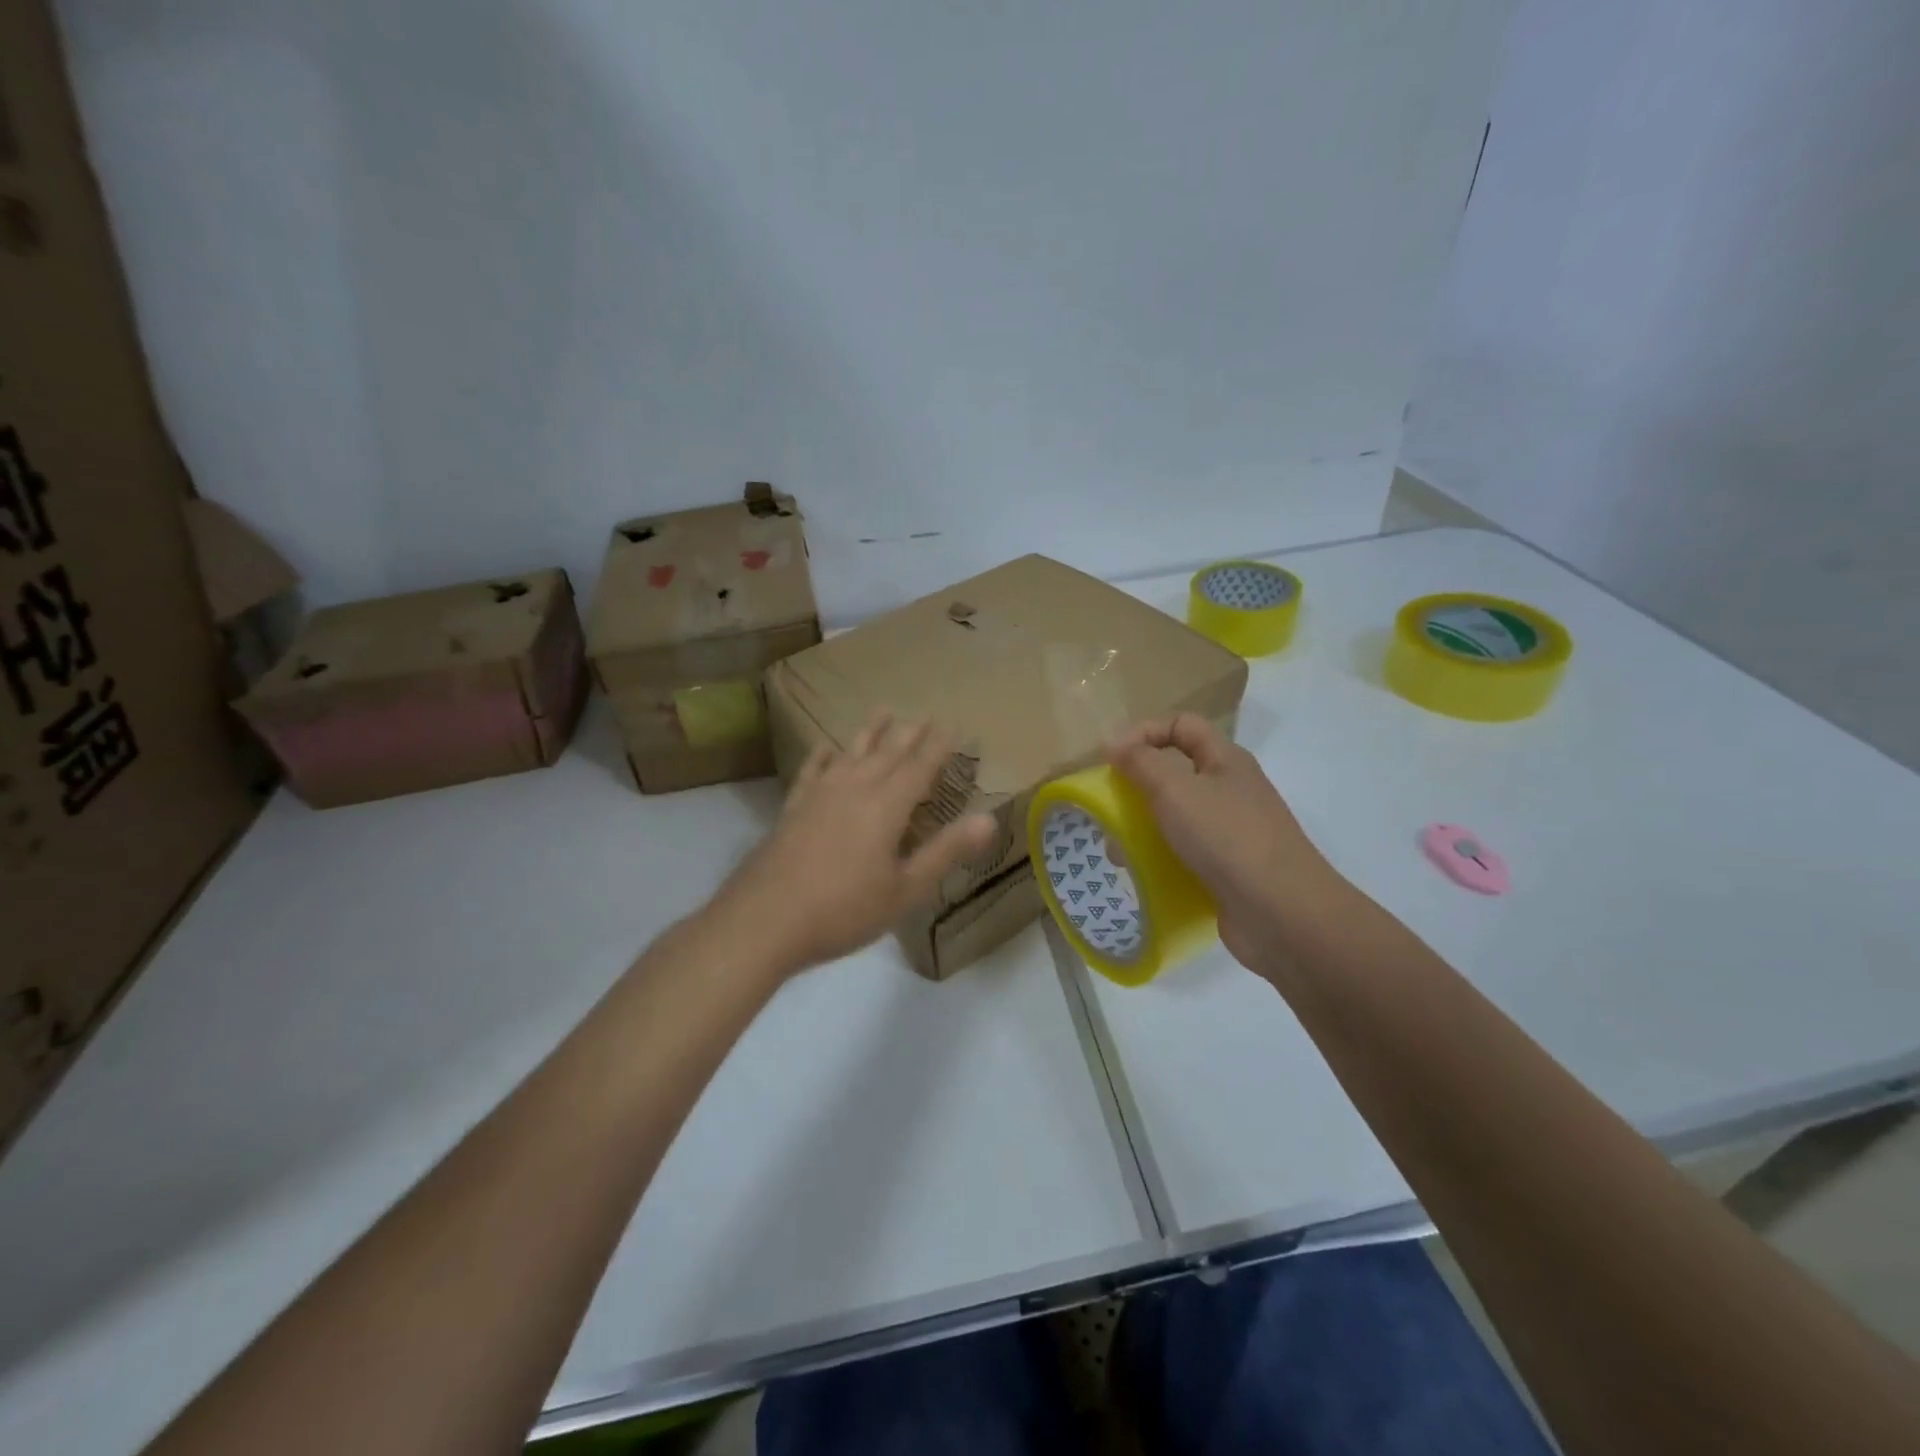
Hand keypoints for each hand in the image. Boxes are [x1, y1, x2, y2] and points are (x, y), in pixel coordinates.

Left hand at [712, 715, 996, 974]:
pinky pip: (812, 770)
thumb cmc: (844, 909)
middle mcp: (854, 789)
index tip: (953, 726)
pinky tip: (825, 746)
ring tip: (882, 711)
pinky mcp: (793, 808)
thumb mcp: (906, 889)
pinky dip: (822, 755)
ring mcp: (820, 795)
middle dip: (908, 733)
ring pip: (850, 752)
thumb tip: (989, 819)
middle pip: (887, 753)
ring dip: (869, 732)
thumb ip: (946, 851)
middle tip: (923, 714)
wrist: (765, 919)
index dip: (938, 747)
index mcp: (887, 806)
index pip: (919, 767)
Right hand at [1108, 713, 1344, 975]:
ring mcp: (1232, 832)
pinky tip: (1142, 875)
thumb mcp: (1175, 789)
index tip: (1113, 760)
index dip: (1145, 731)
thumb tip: (1114, 741)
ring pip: (1177, 817)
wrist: (1282, 913)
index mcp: (1225, 760)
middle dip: (1138, 786)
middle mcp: (1231, 790)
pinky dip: (1161, 859)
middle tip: (1111, 809)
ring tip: (1119, 852)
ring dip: (1144, 828)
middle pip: (1176, 772)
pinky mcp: (1228, 869)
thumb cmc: (1226, 838)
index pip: (1182, 724)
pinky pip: (1185, 853)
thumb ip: (1140, 761)